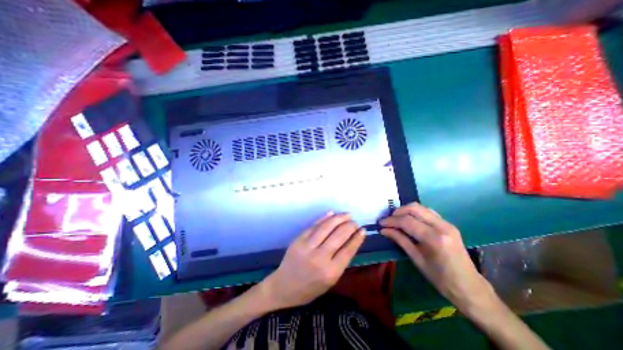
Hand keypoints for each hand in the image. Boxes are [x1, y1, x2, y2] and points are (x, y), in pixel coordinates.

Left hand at [261, 213, 365, 307]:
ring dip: (338, 218)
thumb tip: (351, 240)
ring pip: (326, 228)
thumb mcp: (330, 281)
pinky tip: (331, 213)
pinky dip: (323, 218)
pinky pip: (313, 226)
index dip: (357, 238)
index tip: (362, 230)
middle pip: (338, 236)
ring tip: (347, 215)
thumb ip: (341, 261)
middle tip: (354, 222)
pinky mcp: (298, 240)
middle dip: (349, 226)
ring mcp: (307, 247)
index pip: (348, 250)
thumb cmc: (310, 288)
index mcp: (330, 272)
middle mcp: (320, 258)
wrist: (284, 287)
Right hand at [382, 201, 494, 309]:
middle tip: (388, 220)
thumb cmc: (440, 279)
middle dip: (398, 211)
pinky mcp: (448, 224)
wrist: (470, 288)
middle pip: (414, 208)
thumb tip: (384, 230)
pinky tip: (409, 220)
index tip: (381, 223)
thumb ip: (400, 240)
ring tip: (396, 219)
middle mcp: (442, 226)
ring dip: (406, 210)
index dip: (391, 220)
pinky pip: (428, 212)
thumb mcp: (416, 259)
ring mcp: (447, 223)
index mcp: (434, 238)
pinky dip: (415, 213)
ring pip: (421, 207)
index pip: (407, 221)